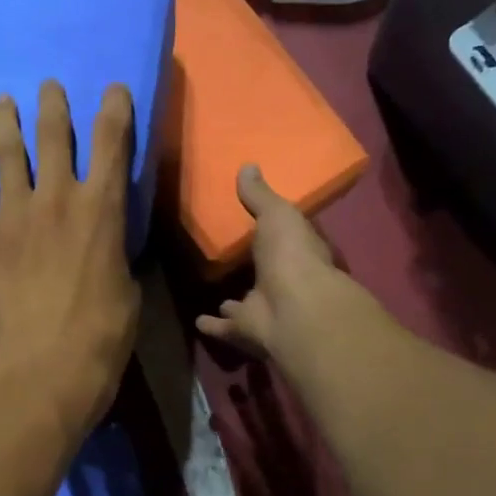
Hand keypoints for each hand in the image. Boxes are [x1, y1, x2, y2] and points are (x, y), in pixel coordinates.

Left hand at [0, 81, 140, 435]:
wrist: (51, 364)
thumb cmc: (104, 330)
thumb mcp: (128, 285)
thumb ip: (116, 252)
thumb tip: (110, 244)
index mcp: (102, 208)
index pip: (112, 143)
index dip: (114, 109)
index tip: (112, 88)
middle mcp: (58, 198)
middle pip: (54, 137)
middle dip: (54, 106)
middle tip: (49, 85)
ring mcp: (16, 214)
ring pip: (8, 155)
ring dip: (5, 123)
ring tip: (2, 99)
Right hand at [197, 165, 345, 359]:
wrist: (294, 308)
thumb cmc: (291, 255)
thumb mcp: (276, 214)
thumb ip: (259, 195)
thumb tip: (248, 165)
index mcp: (297, 253)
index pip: (287, 240)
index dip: (275, 233)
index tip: (257, 224)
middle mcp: (284, 282)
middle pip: (265, 274)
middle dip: (252, 269)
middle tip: (231, 259)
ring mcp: (266, 308)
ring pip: (247, 303)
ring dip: (234, 302)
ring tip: (217, 295)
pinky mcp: (247, 330)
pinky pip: (227, 327)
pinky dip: (213, 325)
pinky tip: (197, 321)